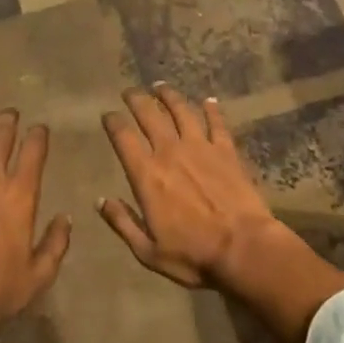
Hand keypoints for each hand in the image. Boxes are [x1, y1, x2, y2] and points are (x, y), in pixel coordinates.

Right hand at [97, 85, 280, 289]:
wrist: (243, 248)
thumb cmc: (193, 255)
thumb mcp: (147, 250)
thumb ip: (122, 223)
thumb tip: (100, 201)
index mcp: (147, 175)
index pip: (123, 138)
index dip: (113, 122)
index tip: (108, 115)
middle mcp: (170, 152)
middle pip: (149, 116)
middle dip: (136, 100)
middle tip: (129, 91)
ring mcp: (201, 147)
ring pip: (181, 111)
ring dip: (169, 96)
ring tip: (160, 87)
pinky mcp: (226, 151)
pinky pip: (217, 123)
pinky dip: (212, 110)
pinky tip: (208, 100)